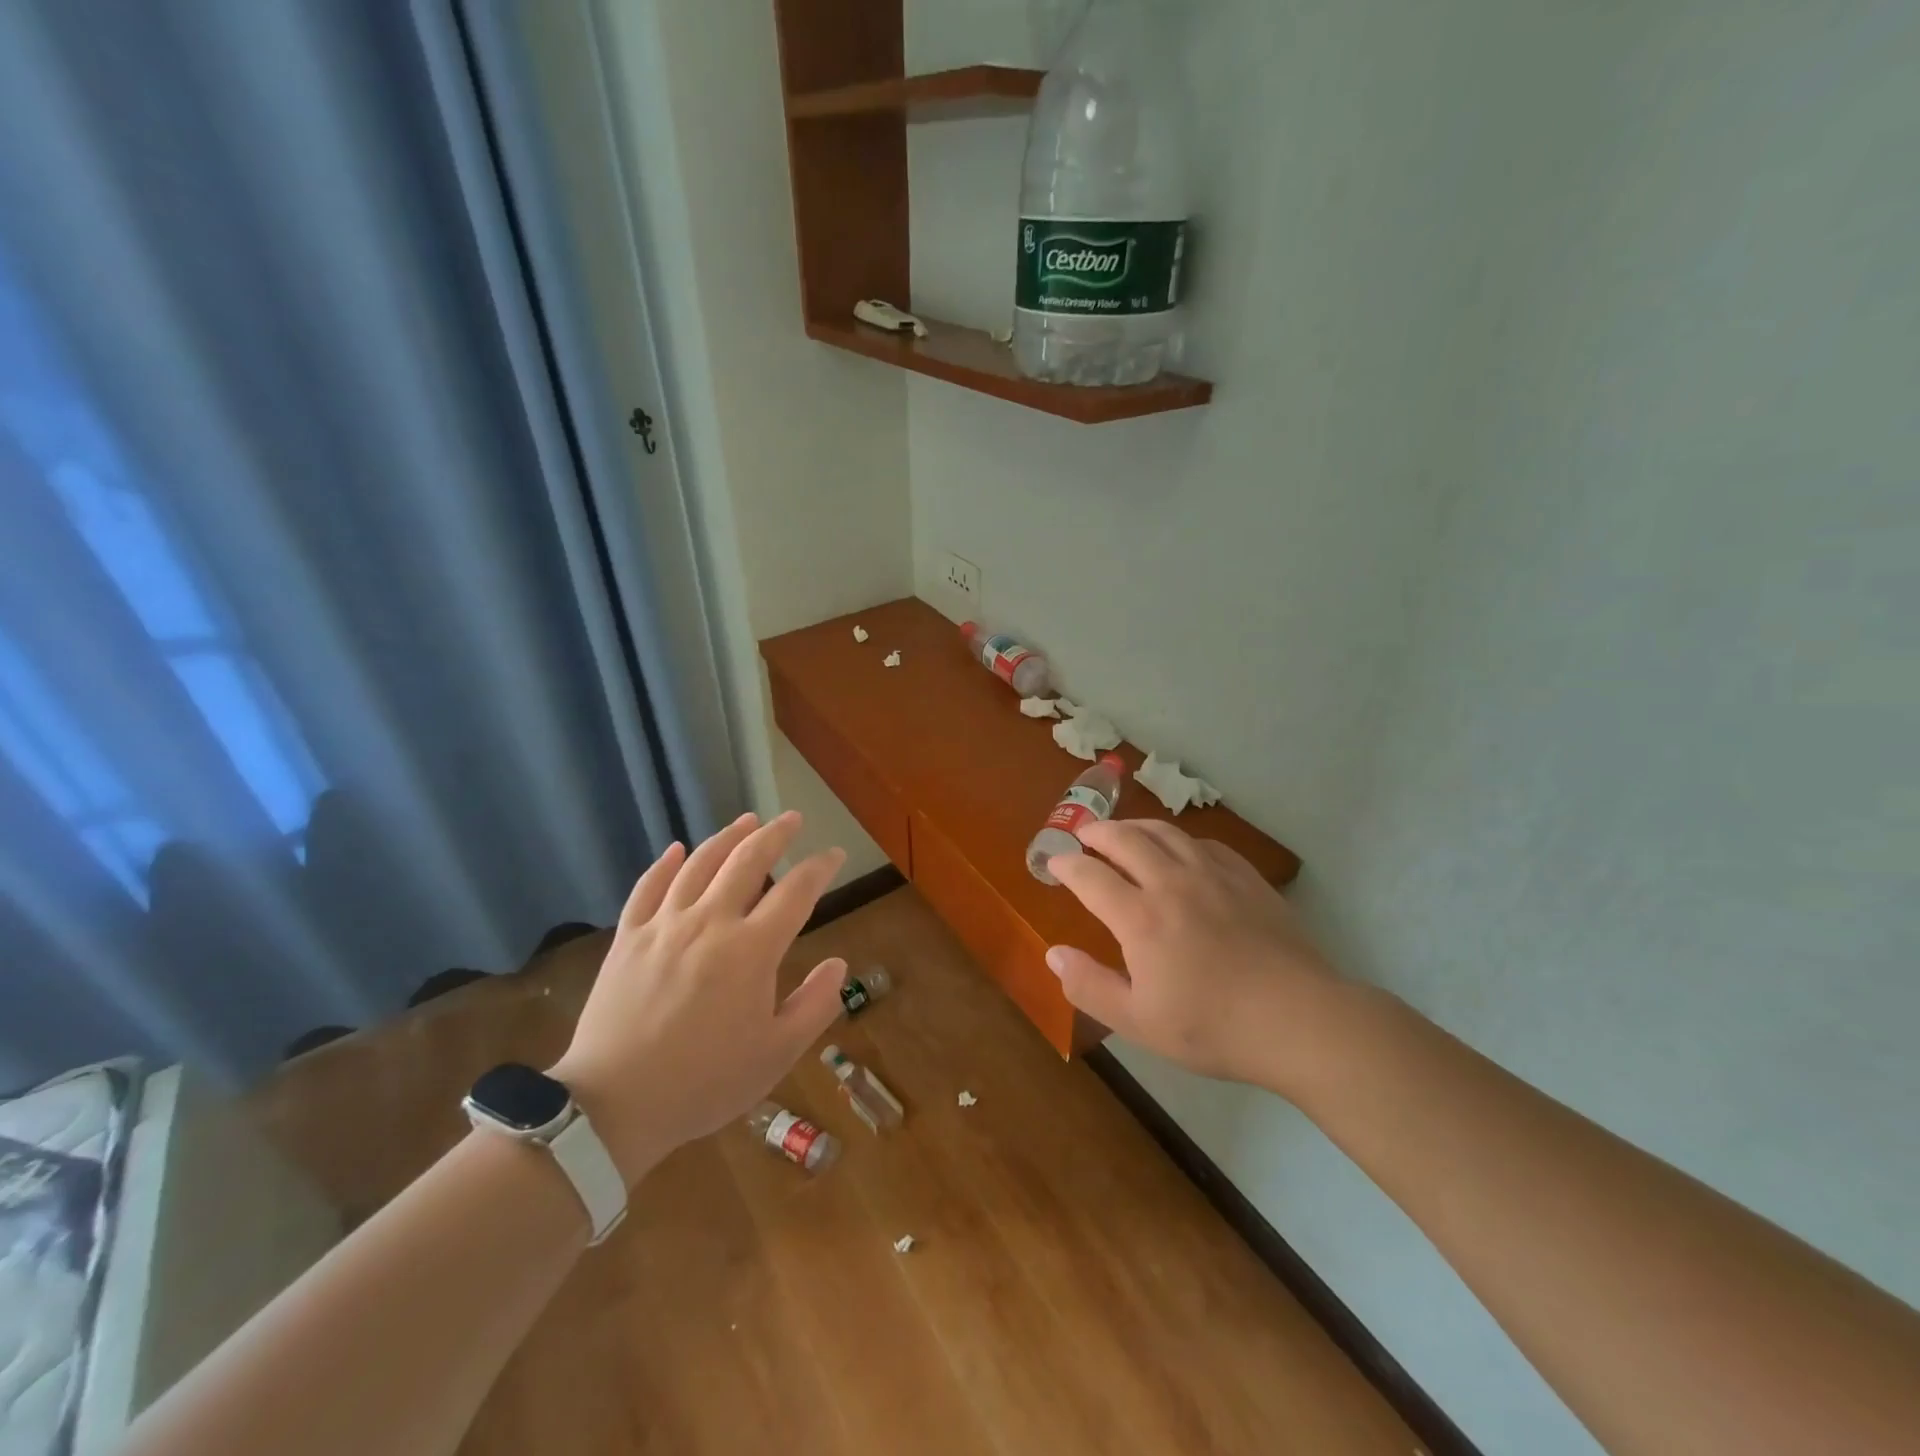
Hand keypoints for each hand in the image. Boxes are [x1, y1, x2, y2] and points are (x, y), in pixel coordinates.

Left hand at [548, 812, 847, 1183]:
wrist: (613, 1106)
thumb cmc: (705, 1082)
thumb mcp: (776, 1054)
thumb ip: (815, 1005)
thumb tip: (839, 964)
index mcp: (752, 950)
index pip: (796, 892)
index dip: (819, 868)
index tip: (833, 854)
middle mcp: (710, 923)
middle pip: (747, 861)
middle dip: (775, 834)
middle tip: (792, 818)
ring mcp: (664, 926)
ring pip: (698, 864)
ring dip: (727, 837)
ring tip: (746, 820)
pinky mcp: (628, 938)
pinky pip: (647, 887)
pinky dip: (664, 864)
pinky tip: (675, 849)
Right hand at [1046, 820, 1345, 1096]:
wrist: (1298, 1019)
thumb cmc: (1212, 1027)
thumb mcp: (1138, 1022)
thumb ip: (1090, 986)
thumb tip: (1053, 954)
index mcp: (1140, 917)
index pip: (1090, 876)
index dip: (1067, 865)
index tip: (1054, 862)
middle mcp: (1171, 883)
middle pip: (1125, 839)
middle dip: (1097, 832)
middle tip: (1084, 834)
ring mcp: (1213, 875)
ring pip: (1165, 832)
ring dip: (1135, 826)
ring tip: (1123, 830)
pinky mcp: (1246, 878)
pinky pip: (1204, 843)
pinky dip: (1180, 839)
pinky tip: (1181, 849)